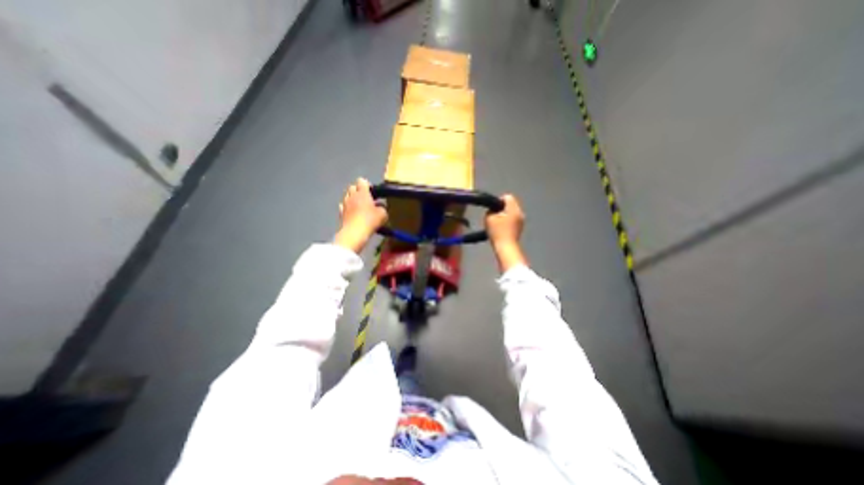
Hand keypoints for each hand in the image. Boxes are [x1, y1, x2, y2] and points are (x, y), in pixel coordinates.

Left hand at [331, 178, 385, 253]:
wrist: (354, 233)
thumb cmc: (370, 221)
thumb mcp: (383, 214)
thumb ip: (382, 207)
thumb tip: (380, 205)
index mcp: (362, 193)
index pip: (362, 181)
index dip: (367, 185)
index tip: (373, 192)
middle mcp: (352, 196)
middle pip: (352, 187)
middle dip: (358, 190)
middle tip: (367, 199)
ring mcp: (344, 204)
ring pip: (347, 196)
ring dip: (353, 199)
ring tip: (360, 207)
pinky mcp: (340, 213)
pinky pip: (343, 207)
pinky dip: (348, 208)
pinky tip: (353, 214)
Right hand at [483, 196, 530, 271]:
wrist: (506, 248)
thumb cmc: (497, 232)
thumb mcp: (489, 218)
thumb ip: (490, 210)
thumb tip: (493, 209)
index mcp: (514, 209)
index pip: (507, 196)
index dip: (498, 201)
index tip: (492, 209)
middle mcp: (520, 212)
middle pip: (510, 204)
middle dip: (501, 208)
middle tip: (493, 216)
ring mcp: (521, 221)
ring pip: (512, 212)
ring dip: (504, 215)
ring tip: (497, 223)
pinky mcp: (520, 227)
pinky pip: (513, 219)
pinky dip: (507, 221)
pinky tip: (501, 228)